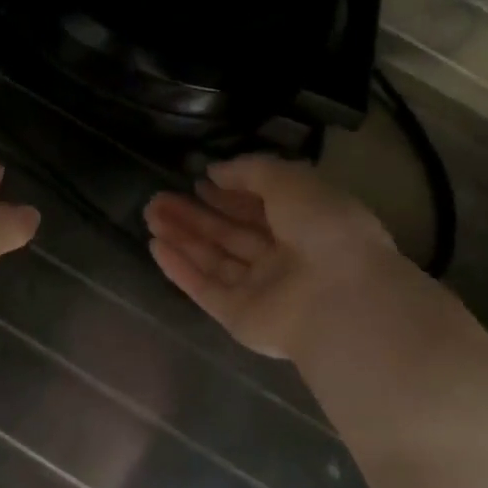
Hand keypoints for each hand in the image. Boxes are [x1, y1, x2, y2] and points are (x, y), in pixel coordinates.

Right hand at [144, 155, 401, 360]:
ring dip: (182, 236)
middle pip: (230, 234)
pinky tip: (155, 246)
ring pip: (213, 259)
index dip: (228, 194)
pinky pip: (205, 288)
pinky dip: (180, 268)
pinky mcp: (239, 316)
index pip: (259, 208)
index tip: (197, 181)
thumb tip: (214, 171)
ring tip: (149, 213)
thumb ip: (250, 171)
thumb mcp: (291, 180)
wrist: (338, 299)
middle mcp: (283, 259)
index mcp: (306, 225)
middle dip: (194, 215)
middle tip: (157, 198)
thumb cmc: (323, 229)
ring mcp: (261, 290)